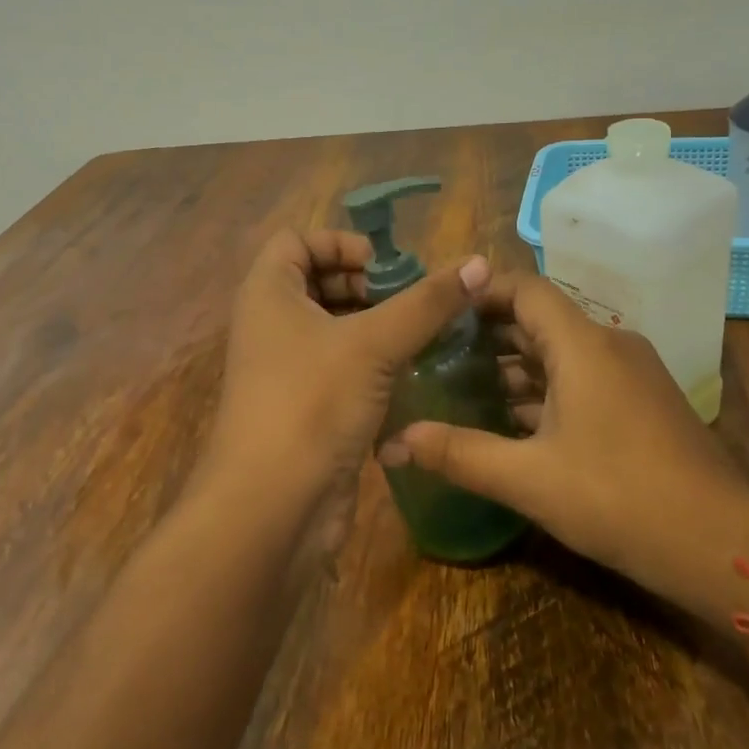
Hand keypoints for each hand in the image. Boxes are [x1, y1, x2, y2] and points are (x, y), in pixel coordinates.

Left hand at [205, 229, 489, 523]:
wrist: (272, 509)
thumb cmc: (311, 404)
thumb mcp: (373, 344)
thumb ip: (427, 302)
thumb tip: (479, 262)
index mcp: (268, 294)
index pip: (296, 240)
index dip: (341, 242)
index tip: (386, 266)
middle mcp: (271, 326)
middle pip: (318, 283)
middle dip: (368, 286)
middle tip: (414, 302)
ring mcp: (287, 371)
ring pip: (334, 330)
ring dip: (378, 328)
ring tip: (423, 337)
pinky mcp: (307, 408)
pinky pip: (341, 370)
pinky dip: (373, 366)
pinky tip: (412, 378)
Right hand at [381, 272, 748, 614]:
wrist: (722, 546)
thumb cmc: (621, 499)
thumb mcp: (530, 479)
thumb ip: (459, 453)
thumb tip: (393, 442)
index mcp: (583, 345)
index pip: (524, 289)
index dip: (479, 291)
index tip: (437, 309)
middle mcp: (609, 345)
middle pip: (539, 319)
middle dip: (487, 332)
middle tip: (435, 351)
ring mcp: (630, 375)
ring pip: (561, 352)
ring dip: (514, 365)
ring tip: (461, 384)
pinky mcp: (641, 403)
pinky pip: (582, 378)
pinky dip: (544, 389)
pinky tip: (511, 420)